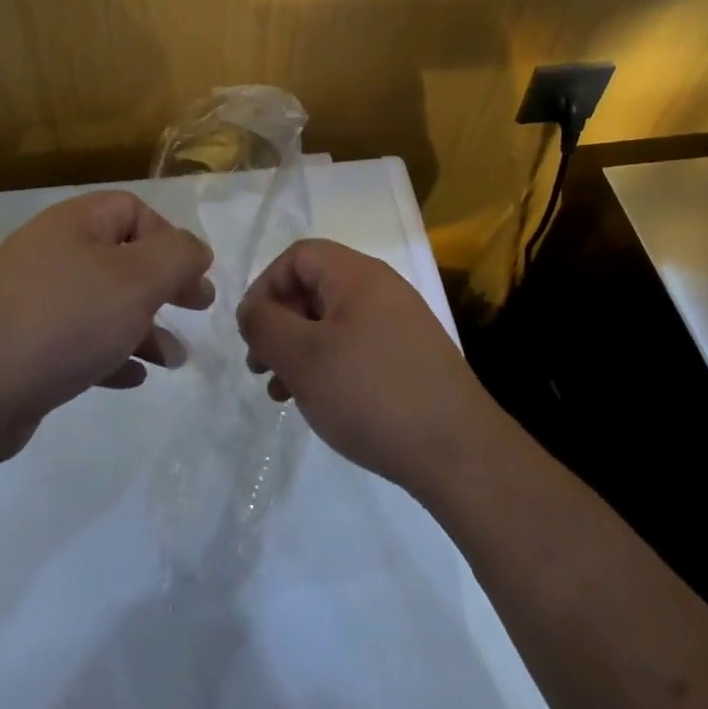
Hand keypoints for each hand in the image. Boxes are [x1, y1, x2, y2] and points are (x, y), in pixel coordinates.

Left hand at [0, 191, 212, 454]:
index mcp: (74, 224)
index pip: (132, 210)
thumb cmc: (66, 319)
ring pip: (102, 303)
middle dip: (163, 285)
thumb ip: (178, 257)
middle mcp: (51, 252)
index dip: (169, 238)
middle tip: (197, 308)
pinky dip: (109, 352)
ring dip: (143, 327)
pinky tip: (132, 377)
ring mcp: (32, 300)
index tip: (193, 275)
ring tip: (175, 359)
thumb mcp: (138, 279)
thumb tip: (197, 249)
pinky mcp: (21, 345)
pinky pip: (77, 339)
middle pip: (121, 257)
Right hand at [237, 239, 495, 494]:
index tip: (250, 330)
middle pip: (315, 287)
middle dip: (280, 323)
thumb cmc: (371, 393)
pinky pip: (356, 346)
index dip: (265, 286)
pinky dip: (329, 365)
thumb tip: (251, 310)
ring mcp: (400, 323)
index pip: (298, 256)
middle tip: (260, 366)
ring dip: (300, 349)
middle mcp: (381, 289)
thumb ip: (266, 325)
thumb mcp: (304, 358)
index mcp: (357, 275)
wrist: (458, 452)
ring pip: (333, 322)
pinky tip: (320, 401)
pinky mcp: (410, 358)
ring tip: (282, 393)